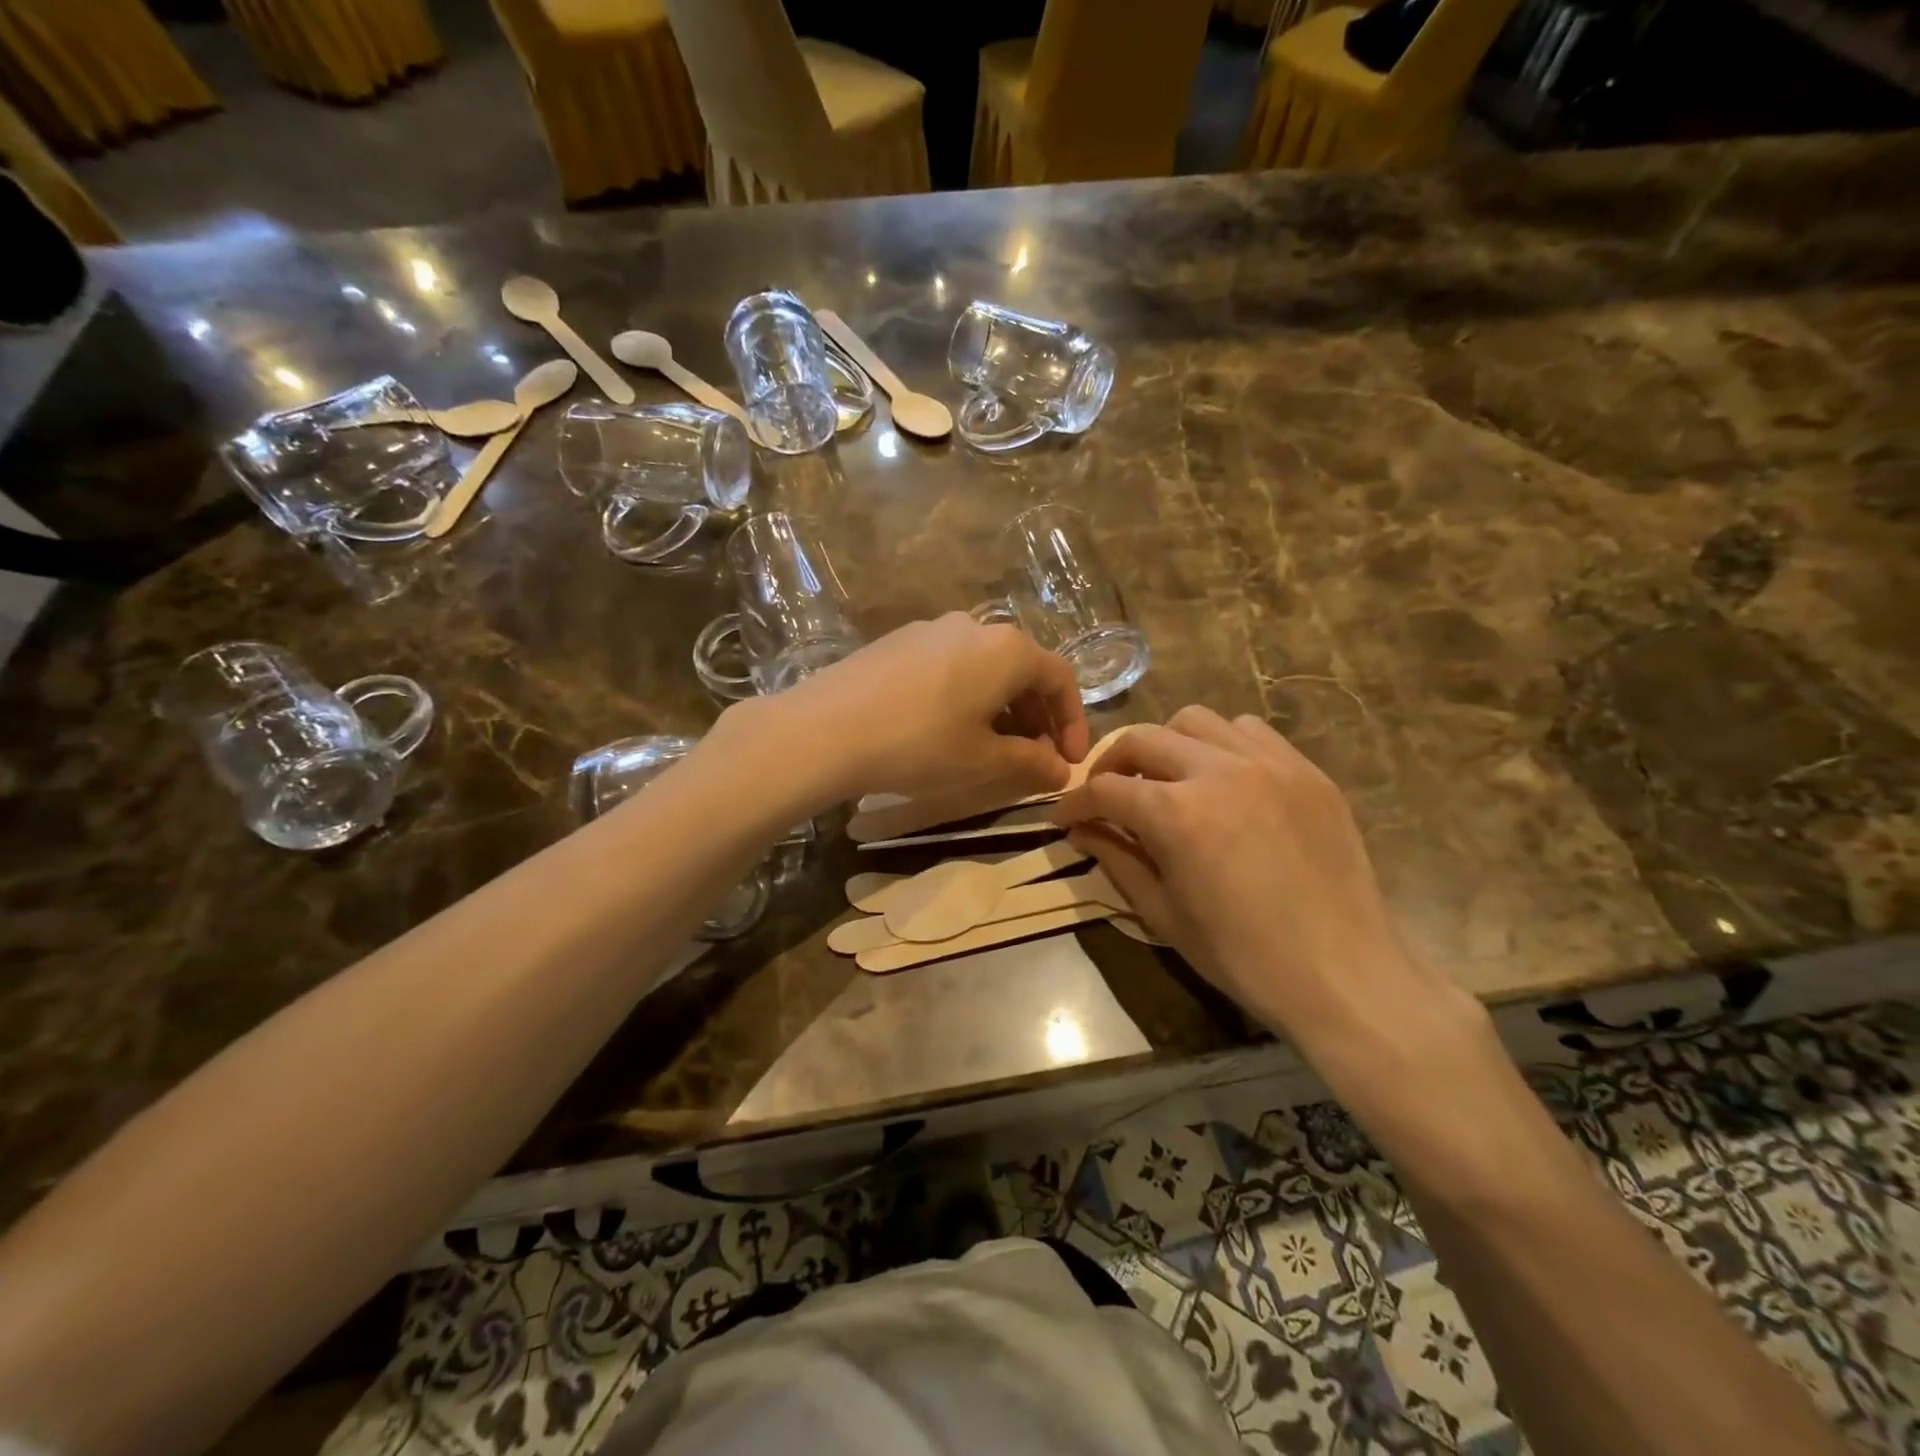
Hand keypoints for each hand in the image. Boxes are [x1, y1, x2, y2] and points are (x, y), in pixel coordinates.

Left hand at [735, 613, 1090, 804]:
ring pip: (984, 667)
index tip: (1069, 762)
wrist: (824, 730)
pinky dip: (965, 696)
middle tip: (1033, 759)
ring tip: (991, 748)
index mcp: (1008, 649)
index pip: (1060, 679)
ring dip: (1000, 707)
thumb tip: (1061, 771)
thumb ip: (1031, 763)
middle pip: (1022, 670)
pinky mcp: (896, 641)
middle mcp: (974, 626)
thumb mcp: (983, 761)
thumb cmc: (919, 744)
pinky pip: (949, 665)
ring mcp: (930, 629)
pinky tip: (946, 729)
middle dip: (1036, 717)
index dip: (1073, 722)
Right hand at [1052, 707, 1467, 1062]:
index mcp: (1176, 813)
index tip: (1065, 818)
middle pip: (1143, 738)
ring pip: (1197, 721)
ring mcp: (1268, 764)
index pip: (1106, 789)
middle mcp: (1218, 771)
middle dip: (1112, 763)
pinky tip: (1224, 780)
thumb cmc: (1241, 956)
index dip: (1076, 803)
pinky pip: (1251, 732)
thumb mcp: (1163, 914)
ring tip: (1169, 779)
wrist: (1342, 973)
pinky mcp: (1306, 770)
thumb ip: (1116, 859)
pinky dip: (1222, 745)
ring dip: (1168, 745)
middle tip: (1108, 794)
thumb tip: (1082, 830)